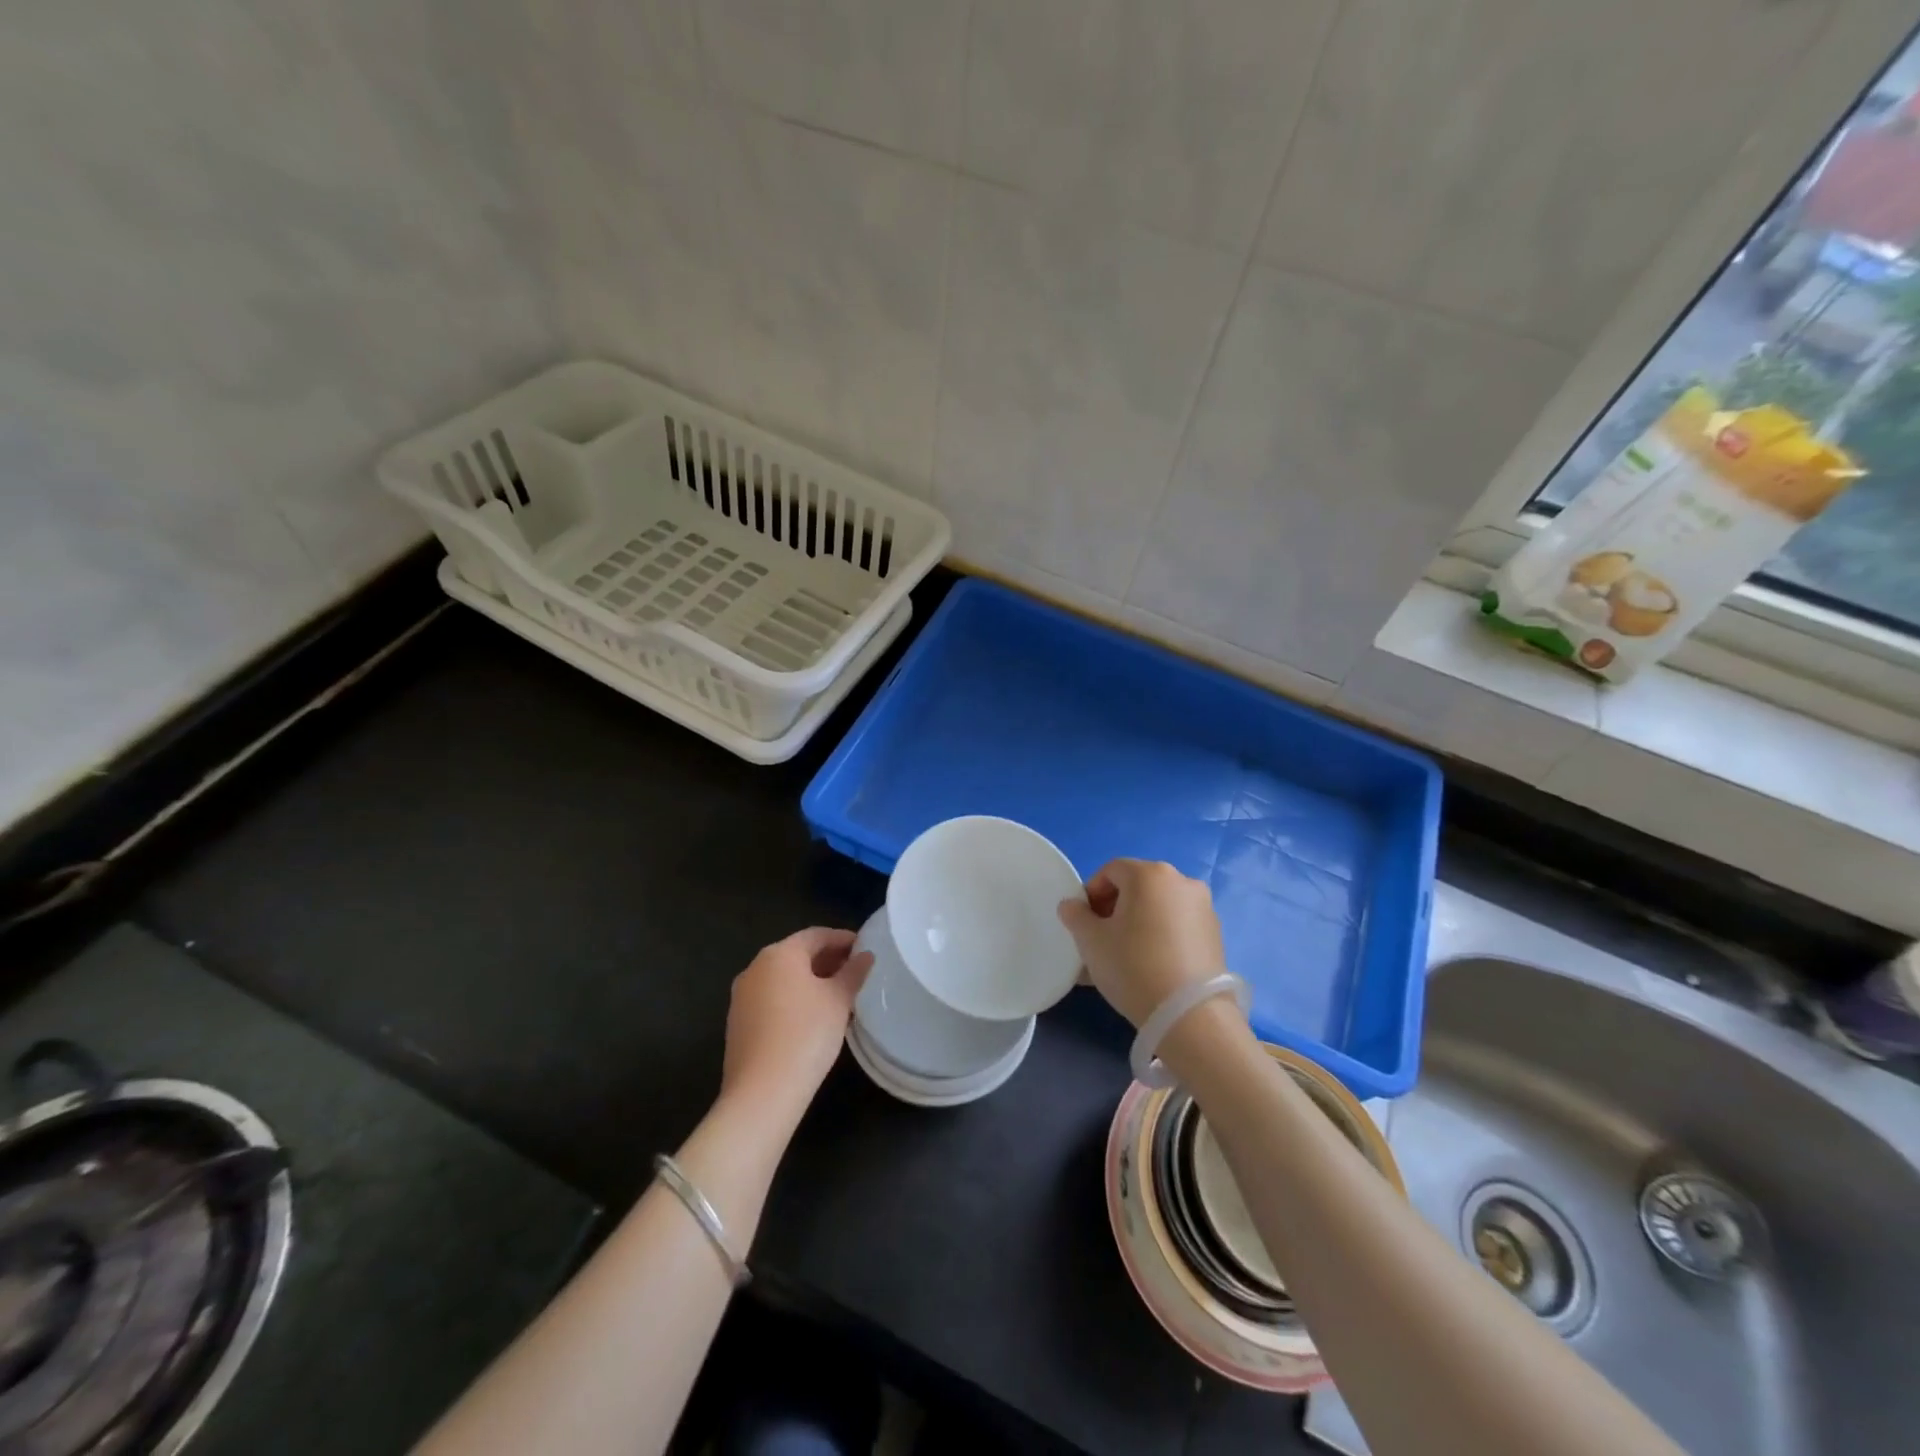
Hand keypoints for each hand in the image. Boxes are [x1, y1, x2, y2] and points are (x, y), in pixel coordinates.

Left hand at [720, 928, 870, 1124]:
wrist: (762, 1093)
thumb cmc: (806, 1034)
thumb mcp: (838, 1001)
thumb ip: (853, 973)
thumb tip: (865, 956)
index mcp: (779, 954)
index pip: (816, 935)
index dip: (843, 939)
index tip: (864, 948)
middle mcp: (755, 968)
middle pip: (797, 954)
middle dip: (827, 960)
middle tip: (855, 972)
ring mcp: (742, 996)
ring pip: (783, 978)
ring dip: (811, 981)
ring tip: (839, 996)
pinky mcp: (738, 1023)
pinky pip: (772, 999)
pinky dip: (794, 999)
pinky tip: (814, 1018)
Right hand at [1058, 859, 1225, 1028]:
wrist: (1190, 1015)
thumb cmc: (1133, 966)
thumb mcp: (1091, 941)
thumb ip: (1075, 916)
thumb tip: (1072, 906)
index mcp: (1150, 874)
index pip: (1111, 870)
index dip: (1092, 893)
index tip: (1084, 922)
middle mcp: (1181, 881)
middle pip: (1137, 886)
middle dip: (1115, 908)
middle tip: (1102, 939)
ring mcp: (1204, 907)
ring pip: (1159, 907)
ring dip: (1138, 922)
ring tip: (1126, 957)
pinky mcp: (1216, 934)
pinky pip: (1178, 925)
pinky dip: (1161, 936)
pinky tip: (1151, 965)